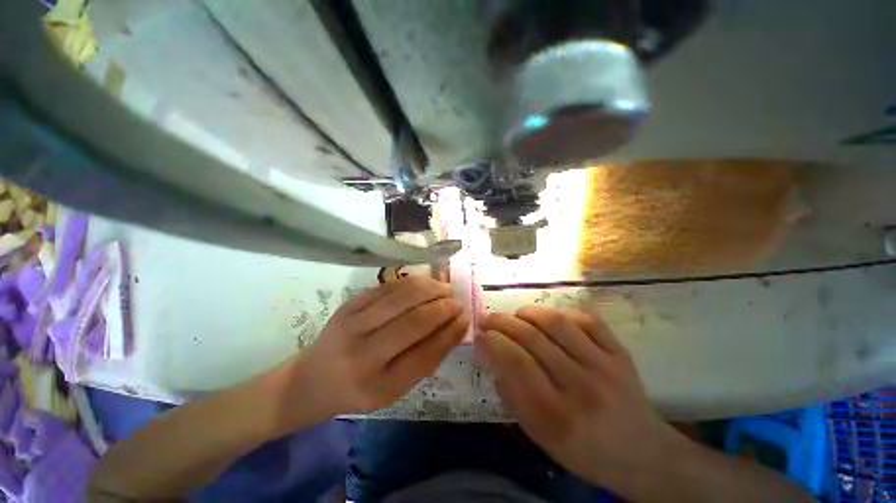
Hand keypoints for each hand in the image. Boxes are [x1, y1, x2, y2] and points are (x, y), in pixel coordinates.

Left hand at [271, 277, 468, 426]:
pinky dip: (412, 282)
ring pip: (402, 296)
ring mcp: (352, 323)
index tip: (466, 317)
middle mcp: (363, 353)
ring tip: (445, 289)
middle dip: (443, 306)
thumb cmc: (358, 390)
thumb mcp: (394, 390)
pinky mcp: (349, 303)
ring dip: (430, 288)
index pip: (426, 352)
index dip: (450, 331)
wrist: (311, 379)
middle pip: (415, 320)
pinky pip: (388, 286)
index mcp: (379, 385)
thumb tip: (455, 327)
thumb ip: (425, 359)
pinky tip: (425, 284)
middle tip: (457, 301)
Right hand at [476, 306, 680, 489]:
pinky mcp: (620, 353)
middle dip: (502, 322)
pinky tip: (548, 319)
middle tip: (488, 319)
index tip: (479, 336)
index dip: (492, 343)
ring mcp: (605, 365)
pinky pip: (585, 319)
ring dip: (527, 312)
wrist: (642, 453)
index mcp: (558, 415)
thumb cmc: (584, 450)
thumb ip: (512, 395)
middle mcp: (582, 386)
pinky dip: (560, 313)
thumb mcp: (539, 435)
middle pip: (532, 338)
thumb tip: (492, 356)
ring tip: (516, 315)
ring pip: (556, 323)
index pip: (517, 363)